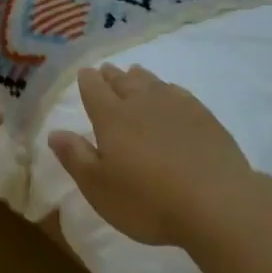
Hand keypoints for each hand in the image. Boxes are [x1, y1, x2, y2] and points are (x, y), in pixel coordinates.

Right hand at [48, 65, 256, 246]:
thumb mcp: (98, 187)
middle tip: (106, 69)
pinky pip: (179, 93)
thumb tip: (55, 132)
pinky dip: (168, 88)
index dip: (87, 81)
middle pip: (123, 81)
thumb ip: (75, 157)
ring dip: (140, 77)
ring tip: (134, 72)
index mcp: (111, 118)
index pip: (94, 90)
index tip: (85, 73)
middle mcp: (141, 103)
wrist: (216, 203)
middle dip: (111, 75)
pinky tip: (170, 92)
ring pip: (152, 83)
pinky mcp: (204, 117)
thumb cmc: (147, 201)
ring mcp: (176, 107)